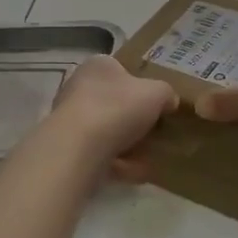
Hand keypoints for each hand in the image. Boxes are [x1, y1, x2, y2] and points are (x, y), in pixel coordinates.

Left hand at [49, 54, 178, 181]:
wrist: (79, 147)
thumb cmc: (118, 107)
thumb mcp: (157, 93)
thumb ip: (167, 93)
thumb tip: (169, 101)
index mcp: (98, 65)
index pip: (122, 69)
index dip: (141, 85)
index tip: (158, 103)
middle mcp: (79, 86)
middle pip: (114, 102)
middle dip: (135, 119)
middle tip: (156, 131)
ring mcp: (70, 118)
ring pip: (107, 130)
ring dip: (128, 144)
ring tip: (150, 156)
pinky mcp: (68, 146)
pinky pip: (99, 153)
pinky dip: (118, 163)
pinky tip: (135, 172)